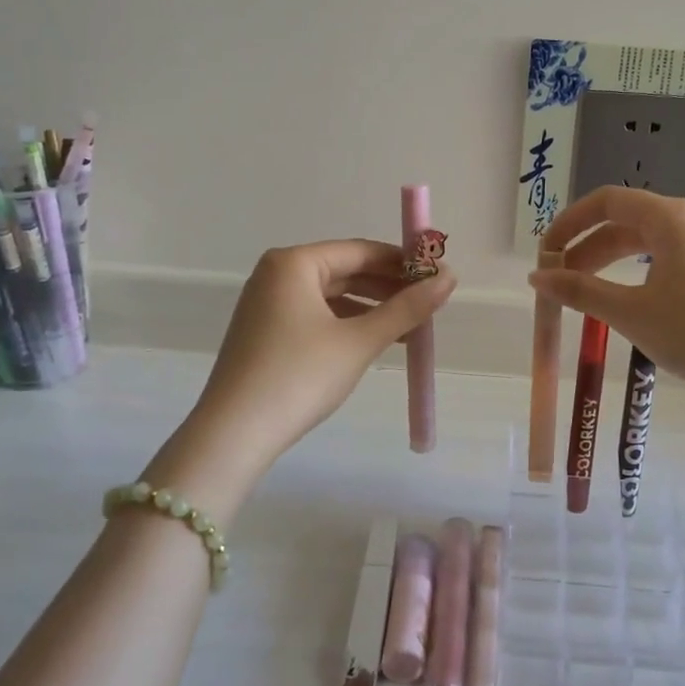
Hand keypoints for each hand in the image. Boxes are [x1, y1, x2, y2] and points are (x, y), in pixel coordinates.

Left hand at [151, 240, 455, 511]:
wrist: (234, 434)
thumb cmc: (300, 376)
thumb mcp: (360, 341)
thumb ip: (407, 308)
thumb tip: (450, 278)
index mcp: (294, 263)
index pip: (361, 250)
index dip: (404, 262)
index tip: (438, 276)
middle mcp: (276, 274)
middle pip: (346, 270)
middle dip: (389, 287)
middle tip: (430, 304)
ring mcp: (267, 304)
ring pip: (333, 295)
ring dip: (372, 309)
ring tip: (411, 328)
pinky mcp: (265, 332)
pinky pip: (316, 316)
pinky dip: (348, 325)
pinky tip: (375, 342)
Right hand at [530, 188, 684, 404]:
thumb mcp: (631, 312)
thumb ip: (580, 291)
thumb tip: (537, 277)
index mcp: (669, 218)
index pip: (606, 201)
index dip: (569, 222)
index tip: (545, 252)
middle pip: (623, 220)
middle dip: (585, 247)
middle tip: (557, 279)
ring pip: (643, 241)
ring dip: (608, 260)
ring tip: (582, 291)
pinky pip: (663, 256)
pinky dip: (633, 271)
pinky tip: (624, 298)